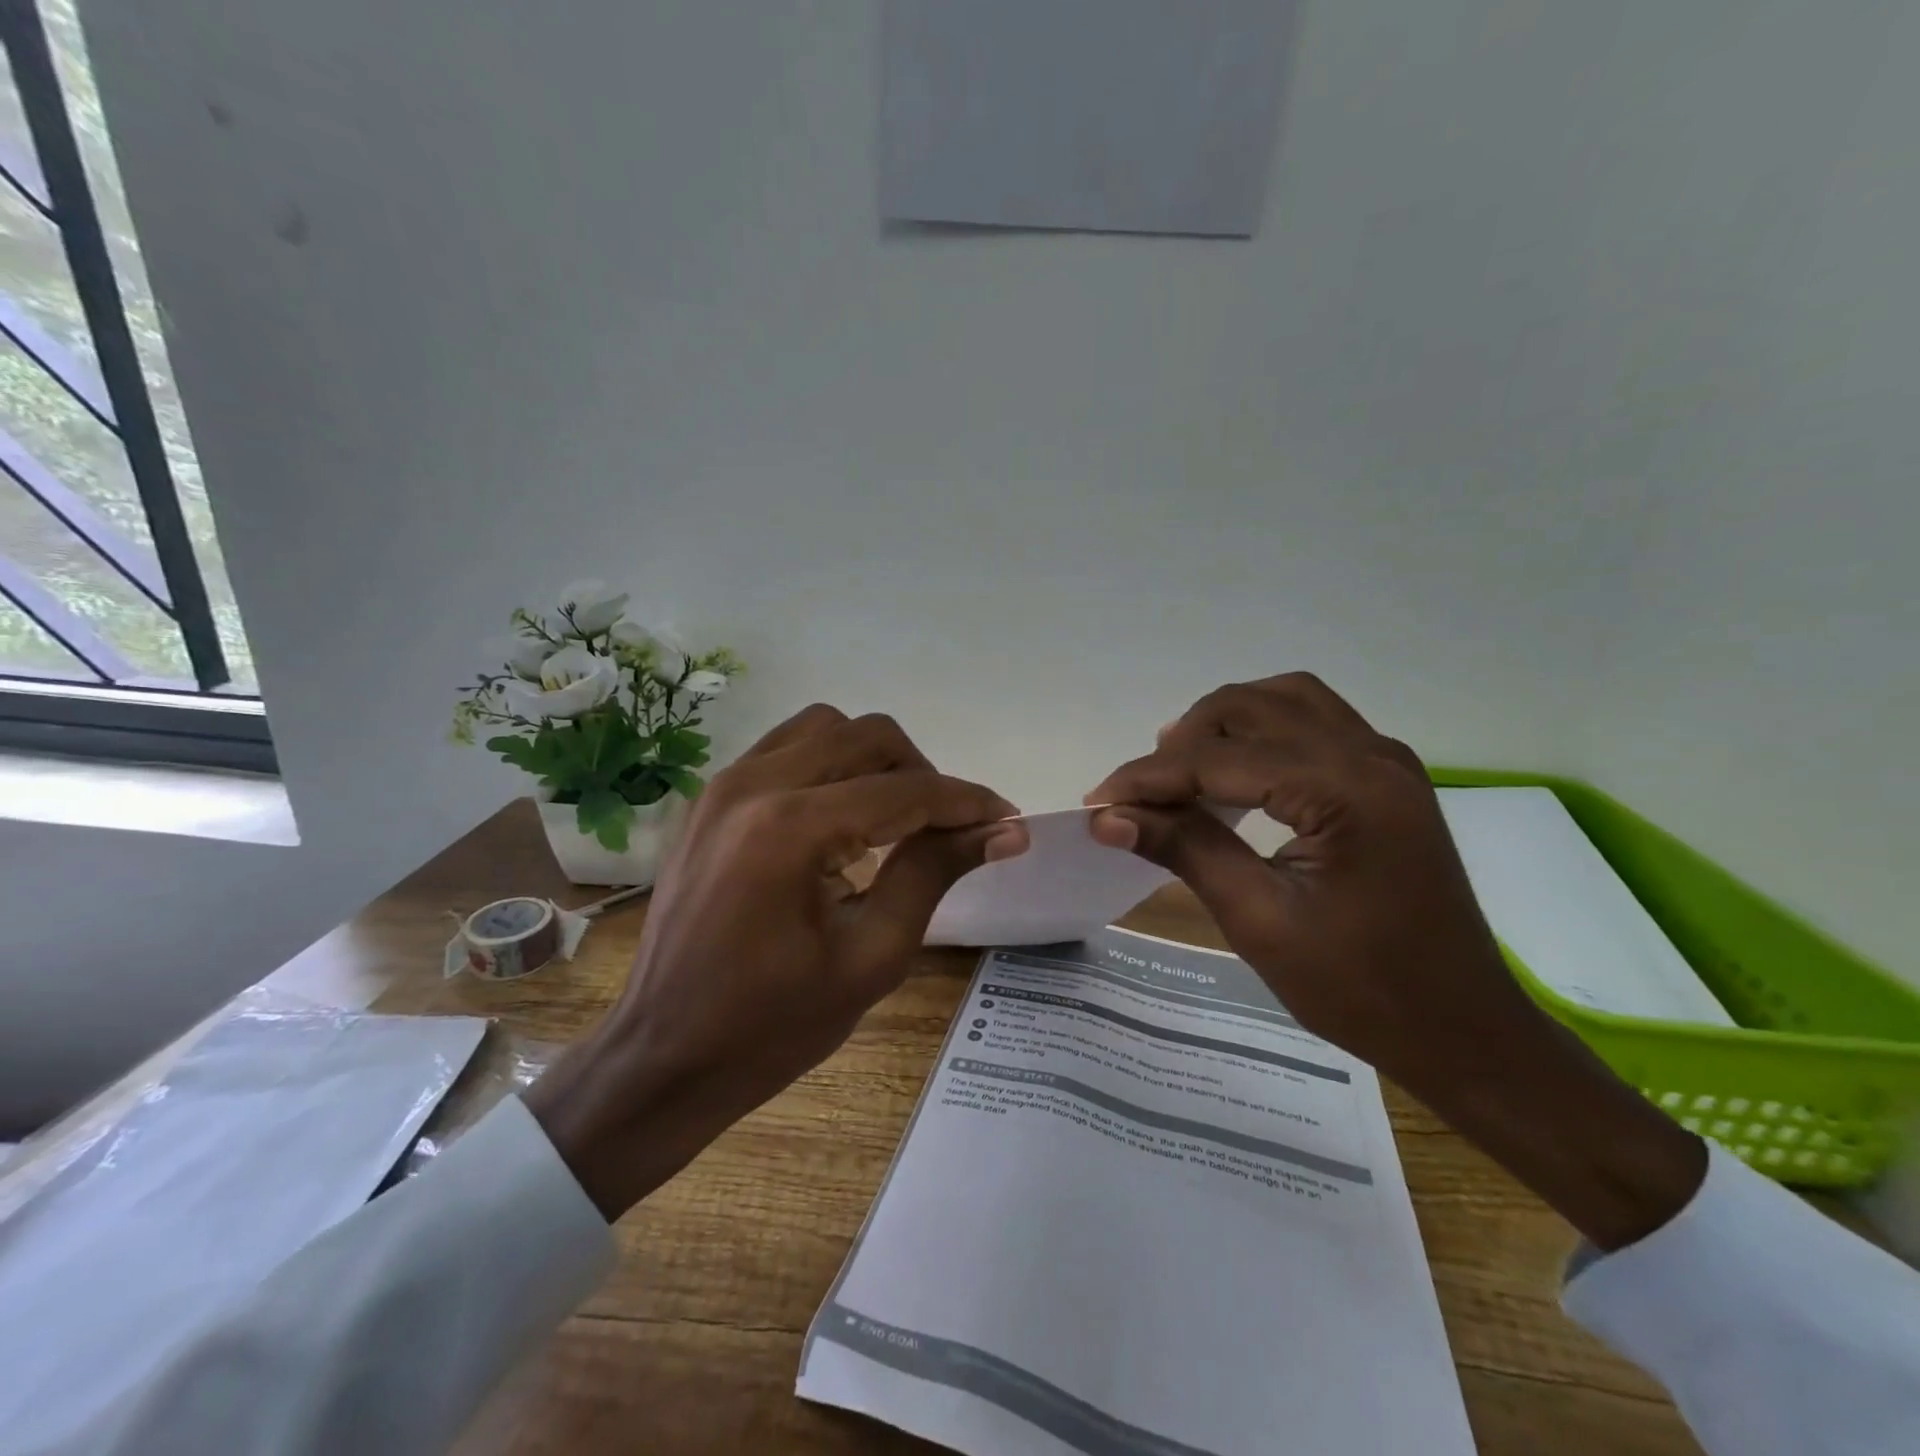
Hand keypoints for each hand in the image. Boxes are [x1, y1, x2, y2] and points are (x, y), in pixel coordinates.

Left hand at [526, 705, 1026, 1219]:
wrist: (662, 1057)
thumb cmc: (772, 1026)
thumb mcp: (871, 957)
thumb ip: (934, 874)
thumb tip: (1003, 830)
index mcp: (791, 829)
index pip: (905, 791)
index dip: (967, 802)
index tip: (1008, 820)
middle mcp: (754, 784)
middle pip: (867, 735)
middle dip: (922, 774)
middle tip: (947, 829)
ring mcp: (724, 784)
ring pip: (826, 728)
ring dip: (874, 760)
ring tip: (895, 819)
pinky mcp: (711, 797)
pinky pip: (787, 748)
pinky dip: (830, 765)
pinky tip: (842, 819)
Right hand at [1086, 673, 1704, 1249]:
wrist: (1463, 1030)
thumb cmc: (1362, 990)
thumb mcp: (1260, 921)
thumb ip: (1185, 850)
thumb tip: (1109, 817)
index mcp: (1346, 791)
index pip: (1220, 758)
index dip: (1149, 778)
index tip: (1095, 803)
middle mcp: (1371, 756)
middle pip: (1250, 707)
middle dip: (1181, 743)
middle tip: (1139, 796)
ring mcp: (1386, 761)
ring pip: (1283, 701)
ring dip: (1221, 725)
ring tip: (1179, 771)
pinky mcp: (1387, 777)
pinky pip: (1312, 722)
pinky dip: (1261, 732)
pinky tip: (1234, 772)